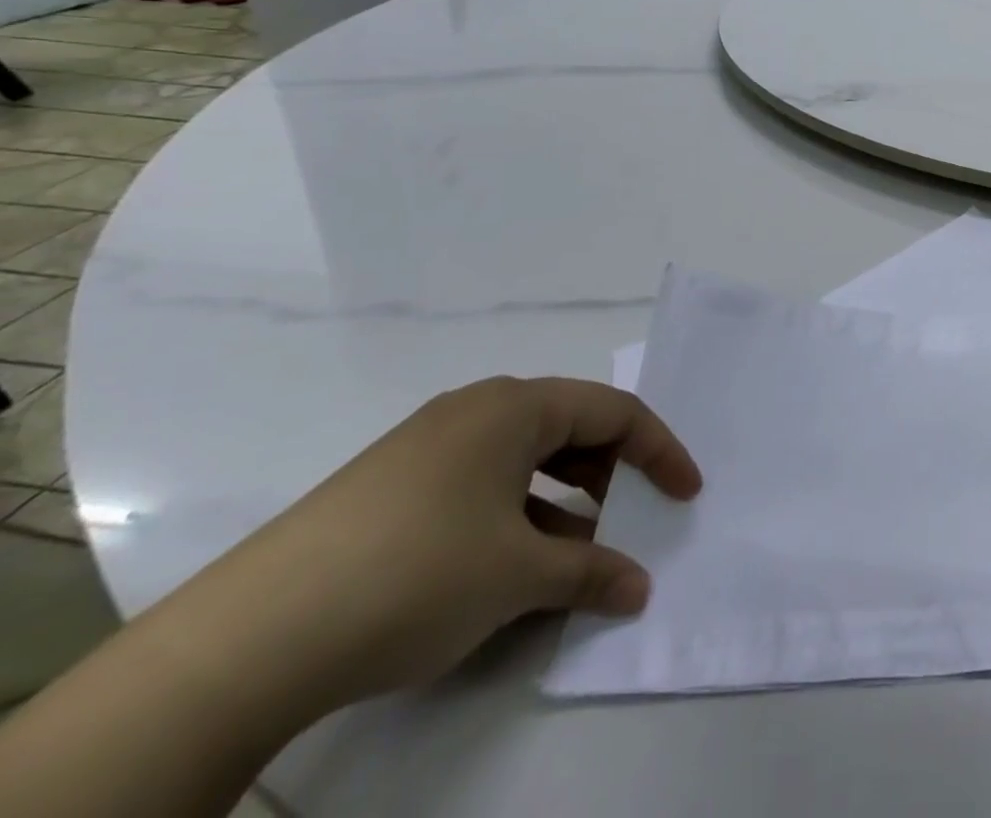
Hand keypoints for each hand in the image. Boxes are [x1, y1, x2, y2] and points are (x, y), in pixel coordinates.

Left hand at [205, 377, 701, 710]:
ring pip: (525, 457)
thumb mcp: (519, 575)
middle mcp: (476, 410)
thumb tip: (639, 589)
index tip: (687, 494)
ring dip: (565, 497)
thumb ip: (591, 573)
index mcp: (516, 406)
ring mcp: (428, 445)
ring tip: (577, 548)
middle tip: (633, 516)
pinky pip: (482, 482)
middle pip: (570, 426)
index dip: (660, 450)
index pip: (614, 411)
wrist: (246, 641)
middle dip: (612, 470)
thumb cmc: (416, 575)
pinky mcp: (393, 485)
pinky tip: (513, 563)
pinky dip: (517, 512)